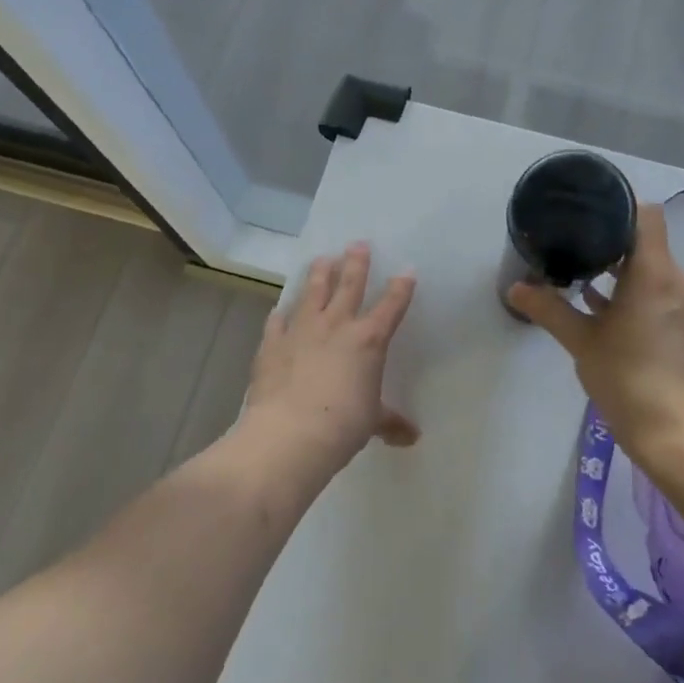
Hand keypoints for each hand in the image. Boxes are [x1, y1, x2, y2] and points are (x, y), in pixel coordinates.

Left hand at [243, 242, 418, 467]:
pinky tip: (280, 310)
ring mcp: (301, 331)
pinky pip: (277, 322)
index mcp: (368, 340)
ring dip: (319, 275)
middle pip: (349, 285)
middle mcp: (336, 326)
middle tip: (358, 244)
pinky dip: (280, 315)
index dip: (401, 289)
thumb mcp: (372, 422)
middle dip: (356, 263)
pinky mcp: (272, 344)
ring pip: (312, 293)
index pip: (390, 307)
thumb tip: (411, 438)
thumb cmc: (343, 425)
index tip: (407, 271)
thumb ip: (389, 422)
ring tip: (322, 259)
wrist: (290, 434)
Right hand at [507, 204, 683, 463]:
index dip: (618, 204)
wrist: (682, 436)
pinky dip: (628, 291)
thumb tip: (516, 288)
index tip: (585, 207)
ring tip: (575, 268)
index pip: (645, 214)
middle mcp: (675, 279)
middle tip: (568, 236)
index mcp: (655, 272)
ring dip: (617, 267)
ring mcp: (682, 304)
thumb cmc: (631, 380)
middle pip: (644, 240)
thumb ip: (550, 310)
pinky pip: (655, 291)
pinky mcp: (682, 326)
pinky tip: (595, 304)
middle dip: (608, 237)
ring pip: (649, 268)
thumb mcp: (583, 343)